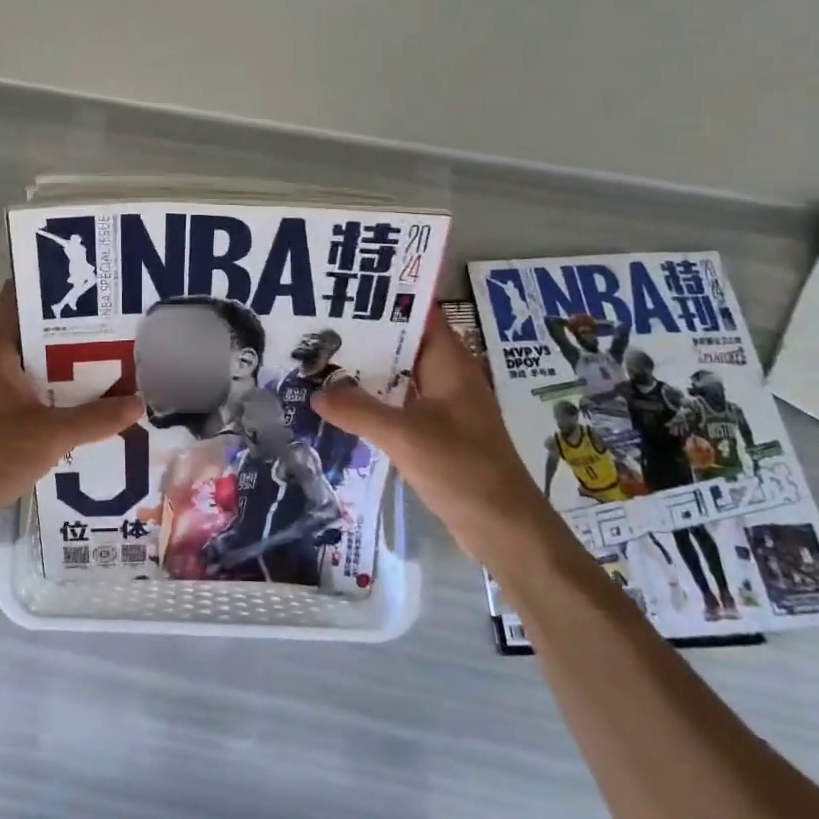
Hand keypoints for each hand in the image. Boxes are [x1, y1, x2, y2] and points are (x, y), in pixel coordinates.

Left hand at [0, 283, 142, 532]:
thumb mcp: (50, 435)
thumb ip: (97, 418)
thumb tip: (139, 403)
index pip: (18, 296)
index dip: (50, 282)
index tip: (88, 281)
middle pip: (32, 330)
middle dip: (72, 326)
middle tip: (116, 321)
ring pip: (33, 364)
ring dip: (66, 362)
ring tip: (111, 358)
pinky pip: (30, 391)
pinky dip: (56, 391)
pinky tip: (87, 403)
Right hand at [312, 312, 532, 550]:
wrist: (503, 527)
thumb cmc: (461, 468)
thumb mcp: (404, 435)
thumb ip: (357, 411)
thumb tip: (315, 393)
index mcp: (450, 362)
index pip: (419, 313)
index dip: (386, 297)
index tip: (346, 290)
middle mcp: (448, 376)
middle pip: (404, 343)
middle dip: (366, 334)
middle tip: (319, 324)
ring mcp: (444, 406)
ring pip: (400, 376)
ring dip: (367, 370)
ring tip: (321, 359)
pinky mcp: (438, 433)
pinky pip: (401, 405)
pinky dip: (375, 400)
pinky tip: (342, 404)